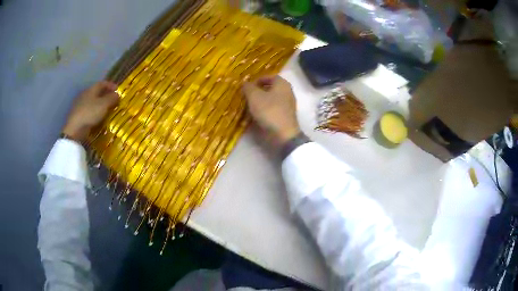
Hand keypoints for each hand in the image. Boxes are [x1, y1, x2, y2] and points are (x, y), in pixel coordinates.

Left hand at [62, 81, 119, 142]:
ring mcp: (80, 105)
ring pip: (92, 102)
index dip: (110, 85)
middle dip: (105, 95)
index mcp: (91, 89)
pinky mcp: (78, 115)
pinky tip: (98, 118)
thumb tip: (117, 94)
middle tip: (113, 100)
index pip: (102, 83)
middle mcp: (85, 95)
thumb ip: (111, 98)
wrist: (75, 129)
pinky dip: (95, 112)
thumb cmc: (90, 113)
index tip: (118, 89)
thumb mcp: (104, 105)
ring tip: (107, 110)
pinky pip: (89, 110)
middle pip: (97, 92)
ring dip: (100, 104)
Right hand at [242, 75, 300, 145]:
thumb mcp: (254, 96)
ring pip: (270, 100)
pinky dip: (264, 111)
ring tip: (248, 107)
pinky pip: (272, 110)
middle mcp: (287, 93)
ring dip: (259, 102)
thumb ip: (248, 87)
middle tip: (246, 96)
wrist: (282, 135)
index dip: (258, 80)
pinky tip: (255, 116)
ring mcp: (287, 106)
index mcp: (282, 84)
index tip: (248, 86)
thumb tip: (245, 84)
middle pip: (270, 89)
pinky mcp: (284, 117)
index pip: (270, 76)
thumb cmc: (269, 111)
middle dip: (257, 92)